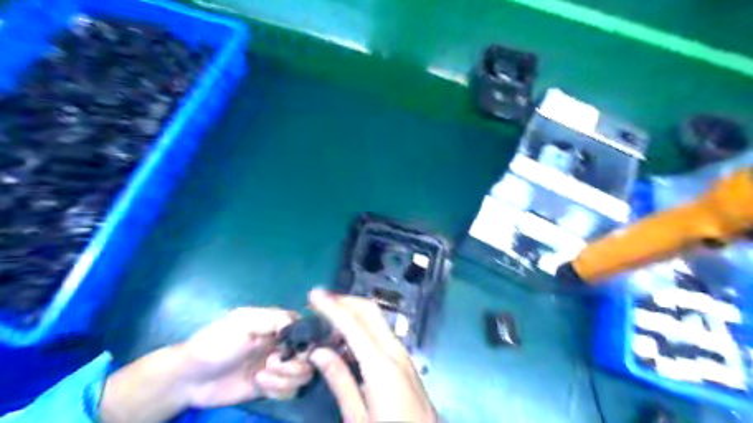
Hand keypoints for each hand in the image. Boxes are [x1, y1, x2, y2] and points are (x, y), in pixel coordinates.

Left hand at [181, 308, 313, 405]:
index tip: (296, 348)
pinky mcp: (271, 386)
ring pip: (303, 374)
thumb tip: (299, 324)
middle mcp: (283, 344)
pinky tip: (259, 385)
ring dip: (284, 377)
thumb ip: (274, 319)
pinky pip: (290, 391)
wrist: (190, 378)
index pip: (307, 328)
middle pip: (310, 355)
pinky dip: (278, 390)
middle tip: (271, 363)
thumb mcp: (243, 323)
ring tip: (261, 376)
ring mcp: (278, 366)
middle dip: (294, 363)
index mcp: (278, 325)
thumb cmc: (216, 343)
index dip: (308, 339)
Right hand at [306, 290, 434, 422]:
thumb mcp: (358, 418)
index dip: (332, 306)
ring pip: (376, 319)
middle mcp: (394, 350)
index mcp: (380, 364)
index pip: (352, 323)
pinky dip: (363, 326)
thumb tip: (318, 351)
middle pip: (369, 311)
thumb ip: (339, 380)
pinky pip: (381, 333)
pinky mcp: (405, 360)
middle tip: (319, 302)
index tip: (313, 294)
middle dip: (344, 300)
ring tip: (327, 320)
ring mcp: (402, 353)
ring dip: (353, 312)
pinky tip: (347, 339)